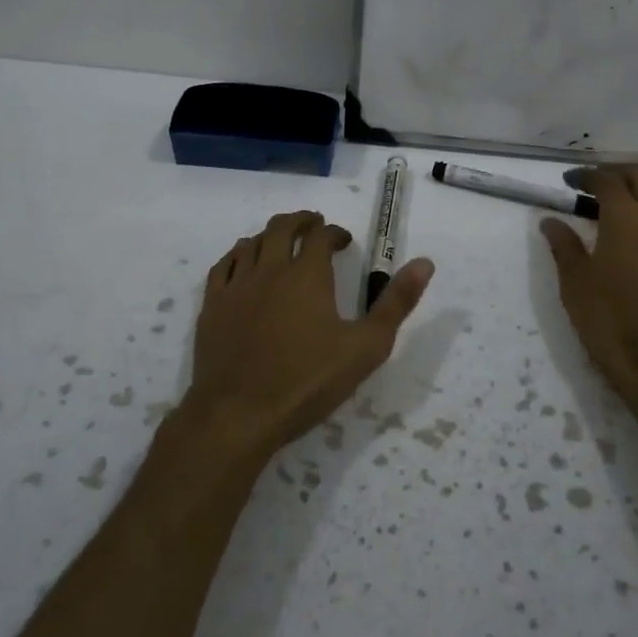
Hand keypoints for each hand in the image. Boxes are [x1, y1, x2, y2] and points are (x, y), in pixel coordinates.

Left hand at [181, 210, 433, 463]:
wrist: (239, 414)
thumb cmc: (308, 381)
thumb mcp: (367, 346)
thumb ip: (396, 302)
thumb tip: (425, 262)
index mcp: (307, 275)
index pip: (320, 236)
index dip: (334, 232)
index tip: (343, 241)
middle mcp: (270, 269)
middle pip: (282, 228)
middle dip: (301, 222)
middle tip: (313, 226)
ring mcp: (236, 286)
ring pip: (250, 243)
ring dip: (269, 235)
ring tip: (280, 242)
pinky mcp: (212, 306)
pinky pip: (223, 266)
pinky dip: (237, 255)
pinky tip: (242, 263)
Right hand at [540, 165, 637, 405]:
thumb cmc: (611, 323)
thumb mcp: (575, 284)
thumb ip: (564, 246)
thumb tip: (551, 220)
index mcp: (625, 218)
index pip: (607, 180)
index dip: (586, 175)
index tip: (569, 182)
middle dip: (617, 173)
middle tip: (595, 186)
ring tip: (632, 201)